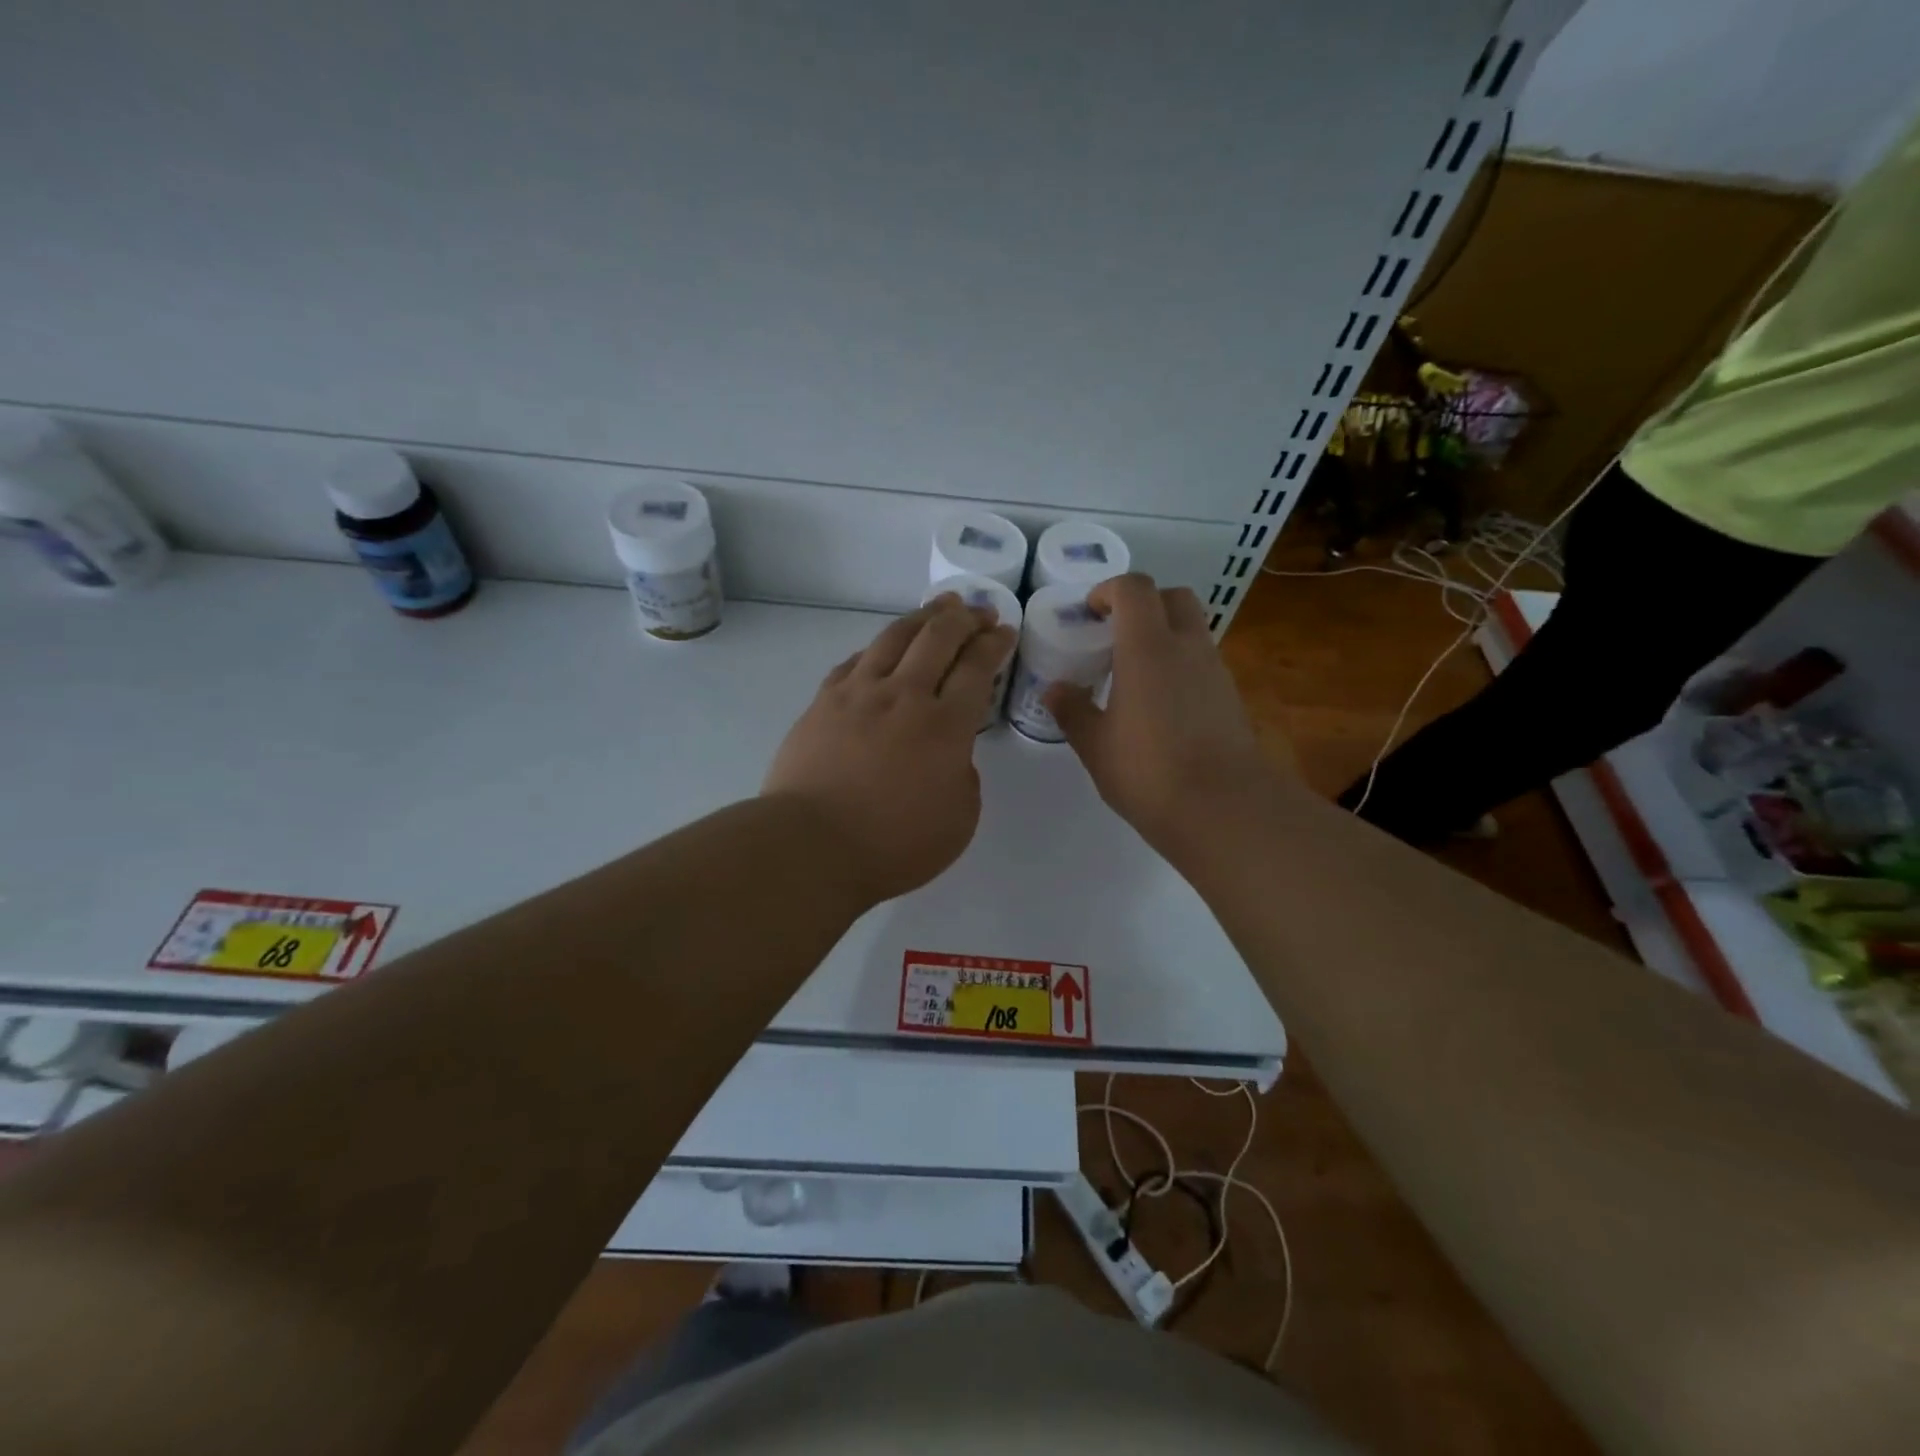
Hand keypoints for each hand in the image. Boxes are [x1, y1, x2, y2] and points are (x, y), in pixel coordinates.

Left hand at [764, 595, 1016, 905]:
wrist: (810, 846)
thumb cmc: (893, 846)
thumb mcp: (959, 820)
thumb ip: (964, 776)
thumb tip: (950, 754)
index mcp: (945, 726)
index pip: (976, 668)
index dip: (994, 644)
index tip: (1004, 631)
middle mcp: (904, 696)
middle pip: (938, 638)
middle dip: (965, 618)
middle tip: (979, 611)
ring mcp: (859, 694)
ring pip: (894, 637)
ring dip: (923, 617)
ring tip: (939, 607)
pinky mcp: (823, 703)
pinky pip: (855, 661)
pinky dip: (878, 648)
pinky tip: (884, 648)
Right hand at [1044, 574, 1277, 863]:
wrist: (1224, 809)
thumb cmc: (1149, 771)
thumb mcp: (1096, 745)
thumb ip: (1073, 710)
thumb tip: (1055, 690)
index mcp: (1148, 647)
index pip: (1134, 588)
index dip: (1109, 590)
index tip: (1089, 614)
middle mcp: (1187, 647)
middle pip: (1173, 597)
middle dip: (1143, 604)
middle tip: (1115, 635)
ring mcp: (1215, 671)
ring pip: (1192, 630)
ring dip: (1164, 636)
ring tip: (1133, 675)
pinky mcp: (1230, 697)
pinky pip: (1202, 662)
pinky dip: (1180, 666)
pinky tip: (1160, 706)